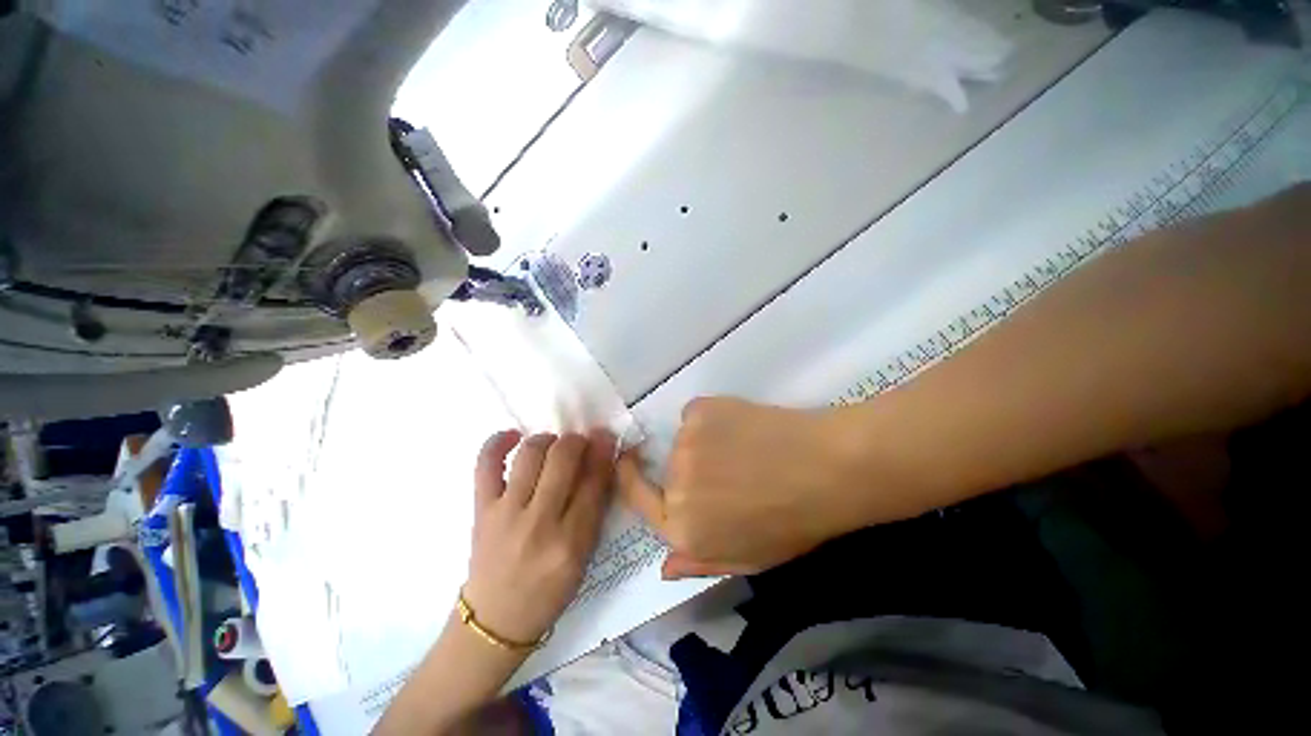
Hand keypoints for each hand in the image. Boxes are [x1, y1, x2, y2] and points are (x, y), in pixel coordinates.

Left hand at [463, 430, 615, 643]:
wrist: (496, 618)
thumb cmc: (549, 589)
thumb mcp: (584, 555)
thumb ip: (595, 507)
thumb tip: (601, 461)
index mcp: (572, 541)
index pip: (593, 481)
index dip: (602, 451)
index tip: (605, 435)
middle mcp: (539, 523)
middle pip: (562, 460)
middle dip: (576, 440)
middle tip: (579, 442)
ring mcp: (506, 514)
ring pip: (530, 454)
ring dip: (547, 439)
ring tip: (551, 445)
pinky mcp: (481, 510)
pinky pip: (486, 465)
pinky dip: (497, 443)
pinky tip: (513, 436)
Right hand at [617, 397, 872, 579]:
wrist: (826, 467)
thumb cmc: (792, 522)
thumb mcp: (748, 559)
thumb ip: (699, 562)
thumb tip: (663, 566)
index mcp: (682, 527)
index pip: (638, 498)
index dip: (632, 478)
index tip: (631, 462)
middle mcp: (674, 484)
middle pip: (667, 470)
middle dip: (689, 470)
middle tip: (729, 468)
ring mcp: (685, 443)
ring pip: (683, 440)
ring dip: (703, 443)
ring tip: (744, 448)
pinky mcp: (699, 410)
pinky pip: (695, 415)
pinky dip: (711, 419)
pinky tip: (743, 426)